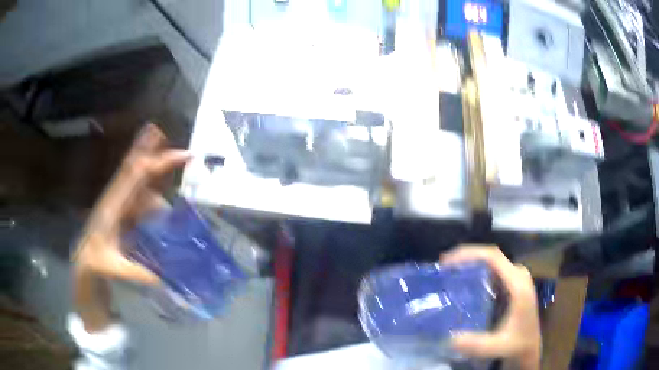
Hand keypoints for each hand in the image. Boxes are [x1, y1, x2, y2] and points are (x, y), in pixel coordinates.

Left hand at [73, 124, 189, 331]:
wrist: (84, 266)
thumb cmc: (95, 265)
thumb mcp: (112, 269)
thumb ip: (135, 272)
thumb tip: (163, 276)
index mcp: (112, 207)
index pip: (135, 177)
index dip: (156, 163)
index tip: (181, 155)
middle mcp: (116, 200)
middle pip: (133, 169)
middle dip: (146, 150)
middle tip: (158, 130)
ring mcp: (119, 206)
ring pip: (137, 182)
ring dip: (153, 172)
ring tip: (172, 163)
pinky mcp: (123, 215)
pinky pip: (140, 199)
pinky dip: (152, 194)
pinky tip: (162, 202)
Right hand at [441, 245, 541, 369]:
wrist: (529, 348)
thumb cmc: (517, 345)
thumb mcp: (498, 346)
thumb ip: (477, 344)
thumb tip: (449, 337)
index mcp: (518, 284)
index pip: (493, 257)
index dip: (469, 254)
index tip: (447, 262)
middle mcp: (518, 276)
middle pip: (491, 256)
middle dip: (466, 257)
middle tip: (443, 267)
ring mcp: (516, 279)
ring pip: (491, 262)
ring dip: (470, 263)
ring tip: (448, 272)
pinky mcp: (511, 286)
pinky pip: (492, 271)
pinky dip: (476, 272)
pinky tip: (462, 282)